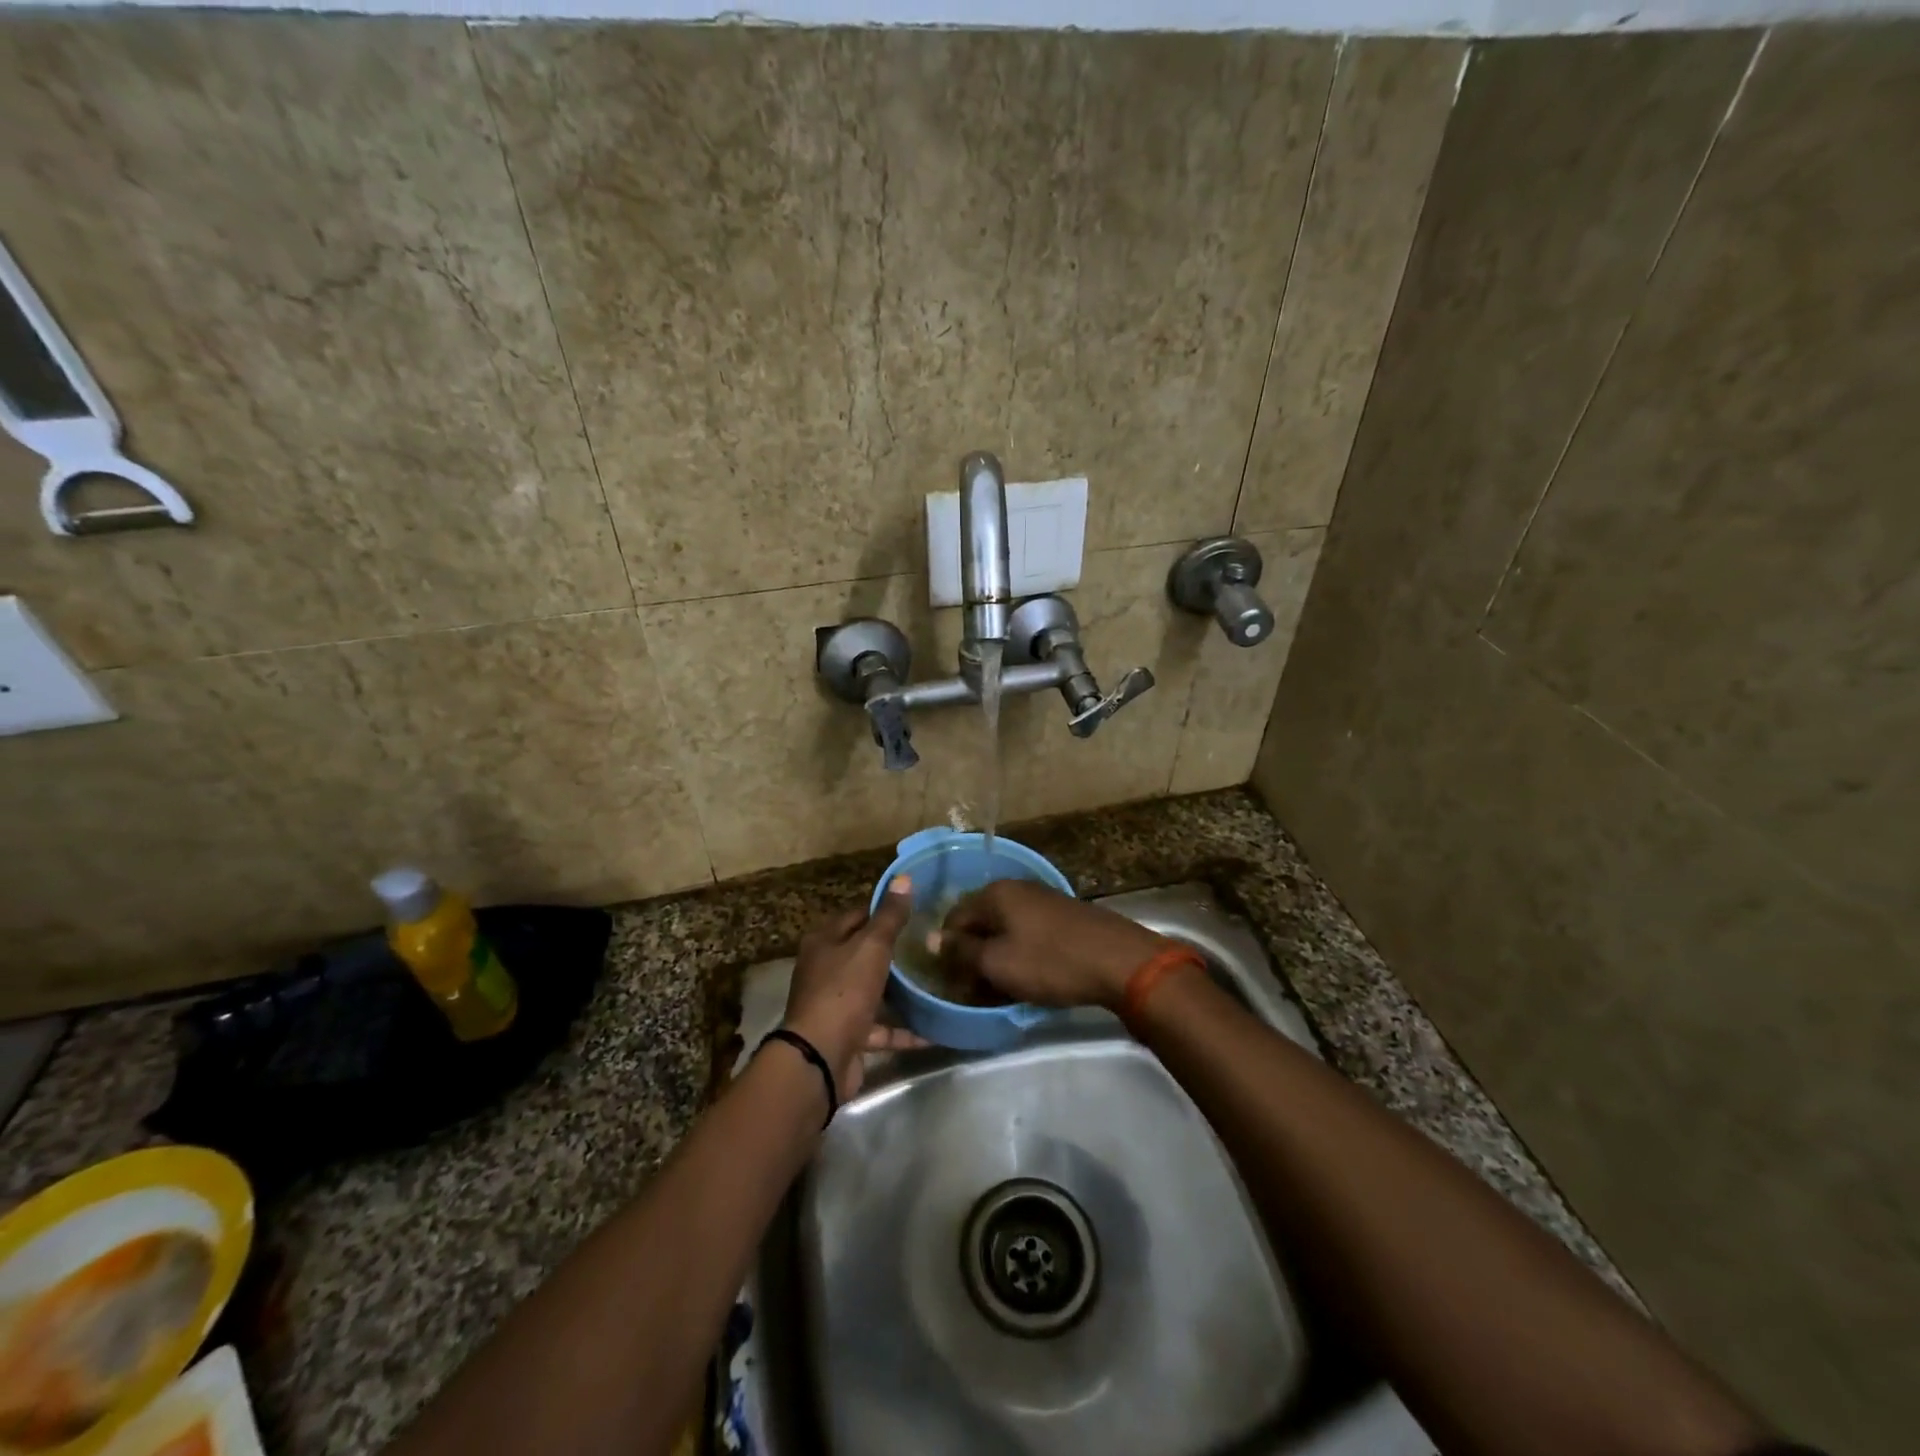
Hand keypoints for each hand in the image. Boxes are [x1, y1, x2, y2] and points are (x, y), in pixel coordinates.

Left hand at [782, 876, 920, 1098]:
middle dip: (894, 951)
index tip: (916, 908)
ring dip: (900, 990)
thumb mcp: (871, 946)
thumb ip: (889, 916)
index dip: (884, 909)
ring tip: (935, 980)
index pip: (857, 915)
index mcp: (824, 942)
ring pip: (873, 990)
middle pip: (863, 953)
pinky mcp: (849, 1036)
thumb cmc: (844, 991)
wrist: (820, 1058)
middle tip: (930, 943)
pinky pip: (882, 1028)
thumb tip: (903, 878)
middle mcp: (825, 970)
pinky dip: (904, 1029)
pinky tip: (935, 1029)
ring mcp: (836, 1005)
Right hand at [936, 880, 1170, 1009]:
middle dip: (974, 957)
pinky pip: (1029, 935)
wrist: (1119, 961)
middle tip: (975, 991)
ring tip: (1001, 992)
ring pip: (1006, 931)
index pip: (954, 919)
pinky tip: (1029, 980)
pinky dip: (1022, 956)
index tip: (951, 983)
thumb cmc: (1050, 961)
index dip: (947, 951)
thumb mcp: (998, 962)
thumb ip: (962, 951)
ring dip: (998, 959)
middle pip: (981, 924)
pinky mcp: (1064, 917)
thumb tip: (933, 939)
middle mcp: (1017, 889)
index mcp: (995, 894)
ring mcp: (1043, 900)